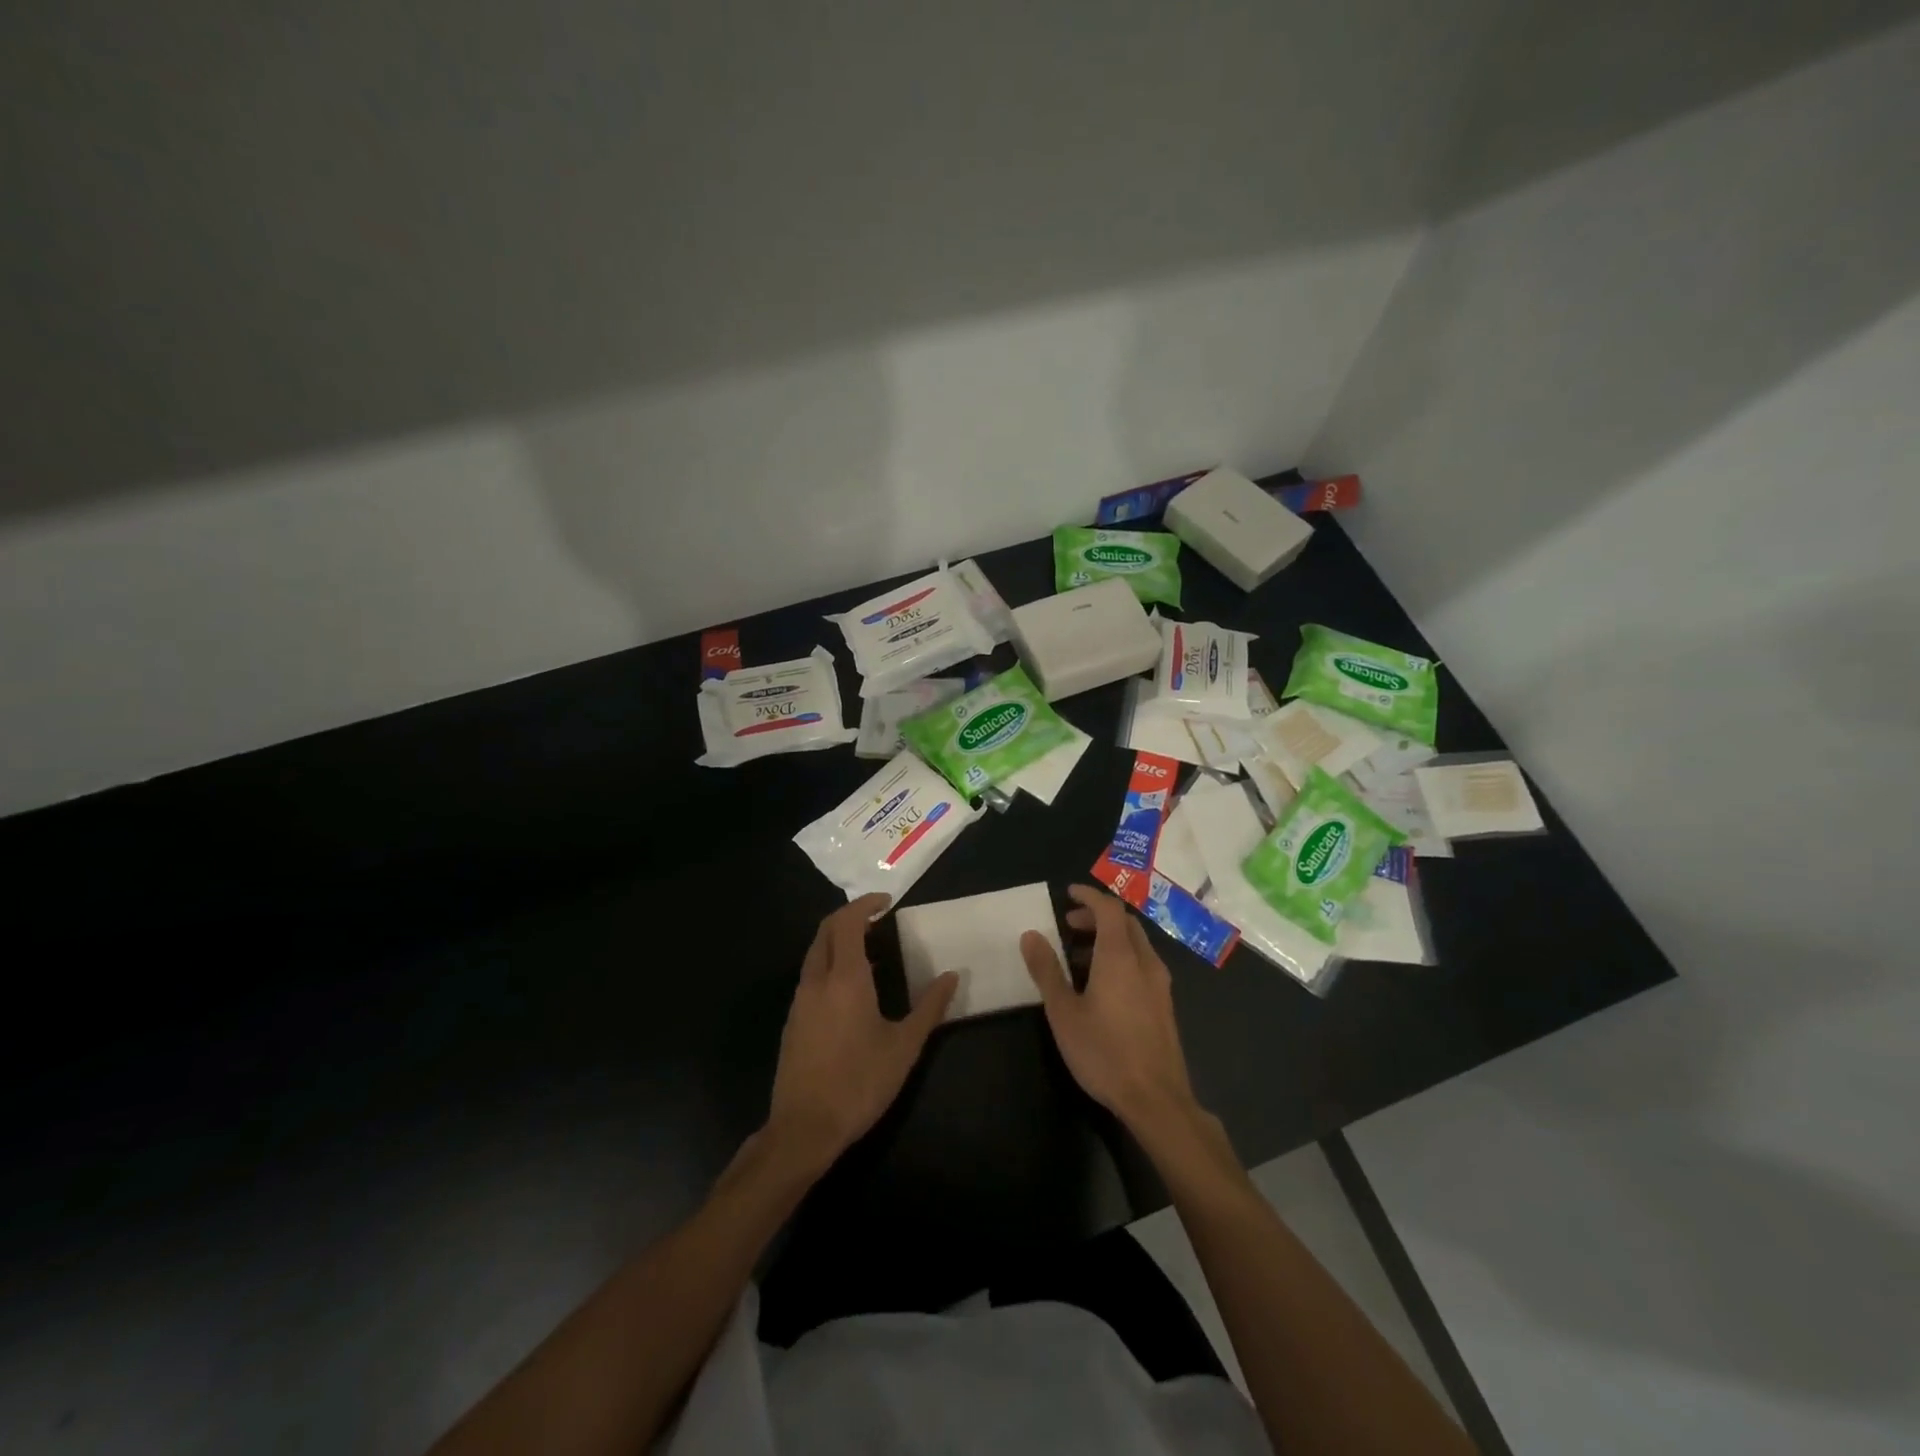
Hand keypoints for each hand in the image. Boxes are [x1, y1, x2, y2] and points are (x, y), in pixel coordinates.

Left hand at [766, 894, 957, 1172]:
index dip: (865, 905)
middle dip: (849, 916)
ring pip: (815, 953)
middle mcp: (817, 980)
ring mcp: (800, 1001)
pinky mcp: (793, 1021)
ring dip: (838, 940)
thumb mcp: (904, 1047)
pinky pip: (810, 975)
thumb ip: (930, 1007)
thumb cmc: (859, 1083)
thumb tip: (952, 976)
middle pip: (825, 931)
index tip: (887, 902)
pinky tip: (850, 988)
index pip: (847, 922)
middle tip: (877, 919)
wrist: (804, 1128)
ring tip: (870, 949)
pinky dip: (829, 963)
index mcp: (845, 978)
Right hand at [1020, 885, 1202, 1137]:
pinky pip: (1142, 965)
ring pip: (1136, 945)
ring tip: (1079, 957)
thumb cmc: (1104, 1052)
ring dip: (1109, 939)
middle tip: (1069, 926)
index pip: (1109, 909)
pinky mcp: (1164, 1005)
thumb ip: (1047, 970)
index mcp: (1120, 956)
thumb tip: (1031, 935)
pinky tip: (1103, 986)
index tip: (1068, 894)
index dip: (1089, 896)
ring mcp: (1160, 984)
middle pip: (1125, 923)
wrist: (1156, 1099)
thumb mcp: (1063, 1012)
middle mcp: (1145, 962)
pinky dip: (1121, 958)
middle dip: (1097, 917)